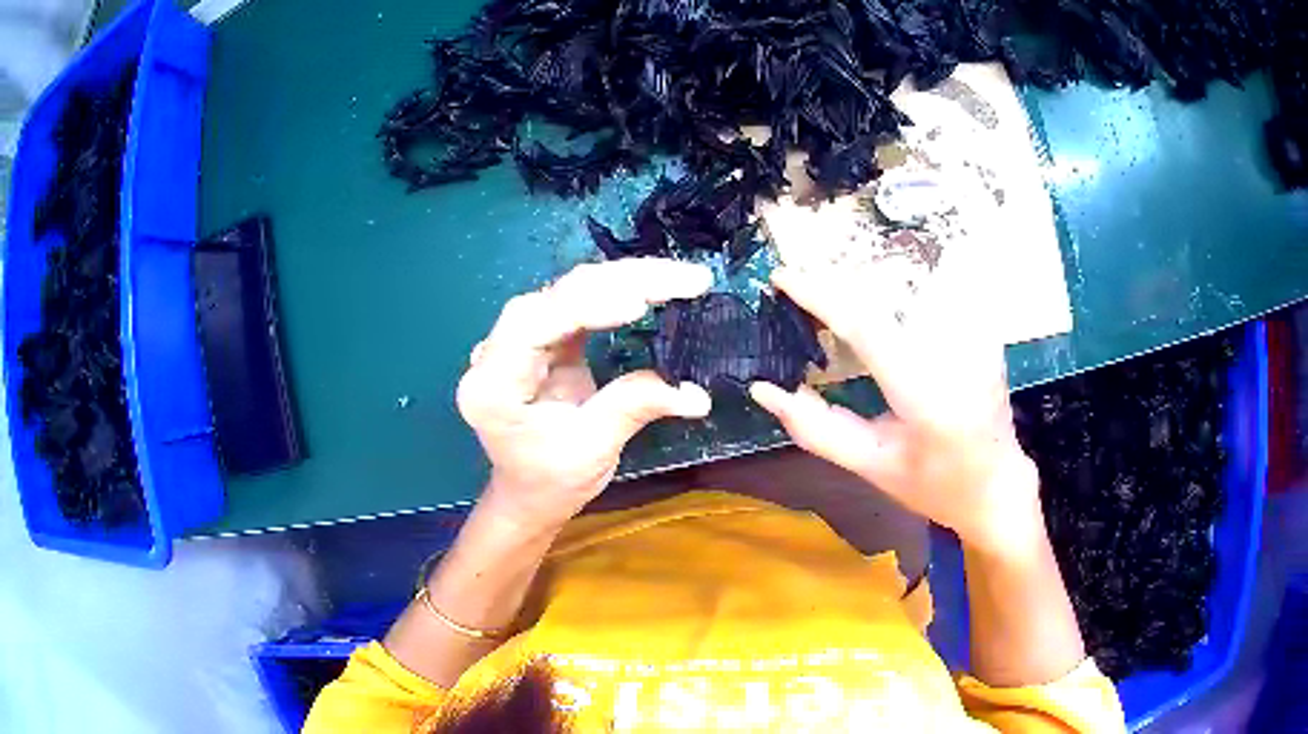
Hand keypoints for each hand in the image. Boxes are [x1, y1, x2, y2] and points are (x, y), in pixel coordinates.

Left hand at [457, 259, 712, 530]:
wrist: (529, 493)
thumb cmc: (550, 481)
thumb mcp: (592, 451)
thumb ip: (633, 408)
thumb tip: (696, 394)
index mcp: (493, 385)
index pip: (536, 325)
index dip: (587, 306)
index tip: (640, 303)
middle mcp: (497, 351)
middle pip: (557, 297)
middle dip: (622, 282)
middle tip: (685, 280)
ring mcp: (519, 339)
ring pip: (572, 291)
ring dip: (627, 280)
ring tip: (681, 279)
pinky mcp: (544, 337)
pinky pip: (581, 302)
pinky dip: (620, 292)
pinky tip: (653, 287)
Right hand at [749, 263, 1042, 556]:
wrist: (999, 485)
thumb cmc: (935, 486)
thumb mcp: (871, 467)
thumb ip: (815, 429)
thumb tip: (764, 390)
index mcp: (926, 398)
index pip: (867, 328)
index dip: (820, 295)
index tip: (782, 276)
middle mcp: (957, 356)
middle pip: (884, 296)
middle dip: (835, 283)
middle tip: (797, 285)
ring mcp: (977, 336)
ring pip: (908, 286)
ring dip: (863, 283)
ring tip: (830, 295)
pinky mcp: (983, 328)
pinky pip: (932, 293)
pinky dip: (894, 293)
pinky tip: (876, 303)